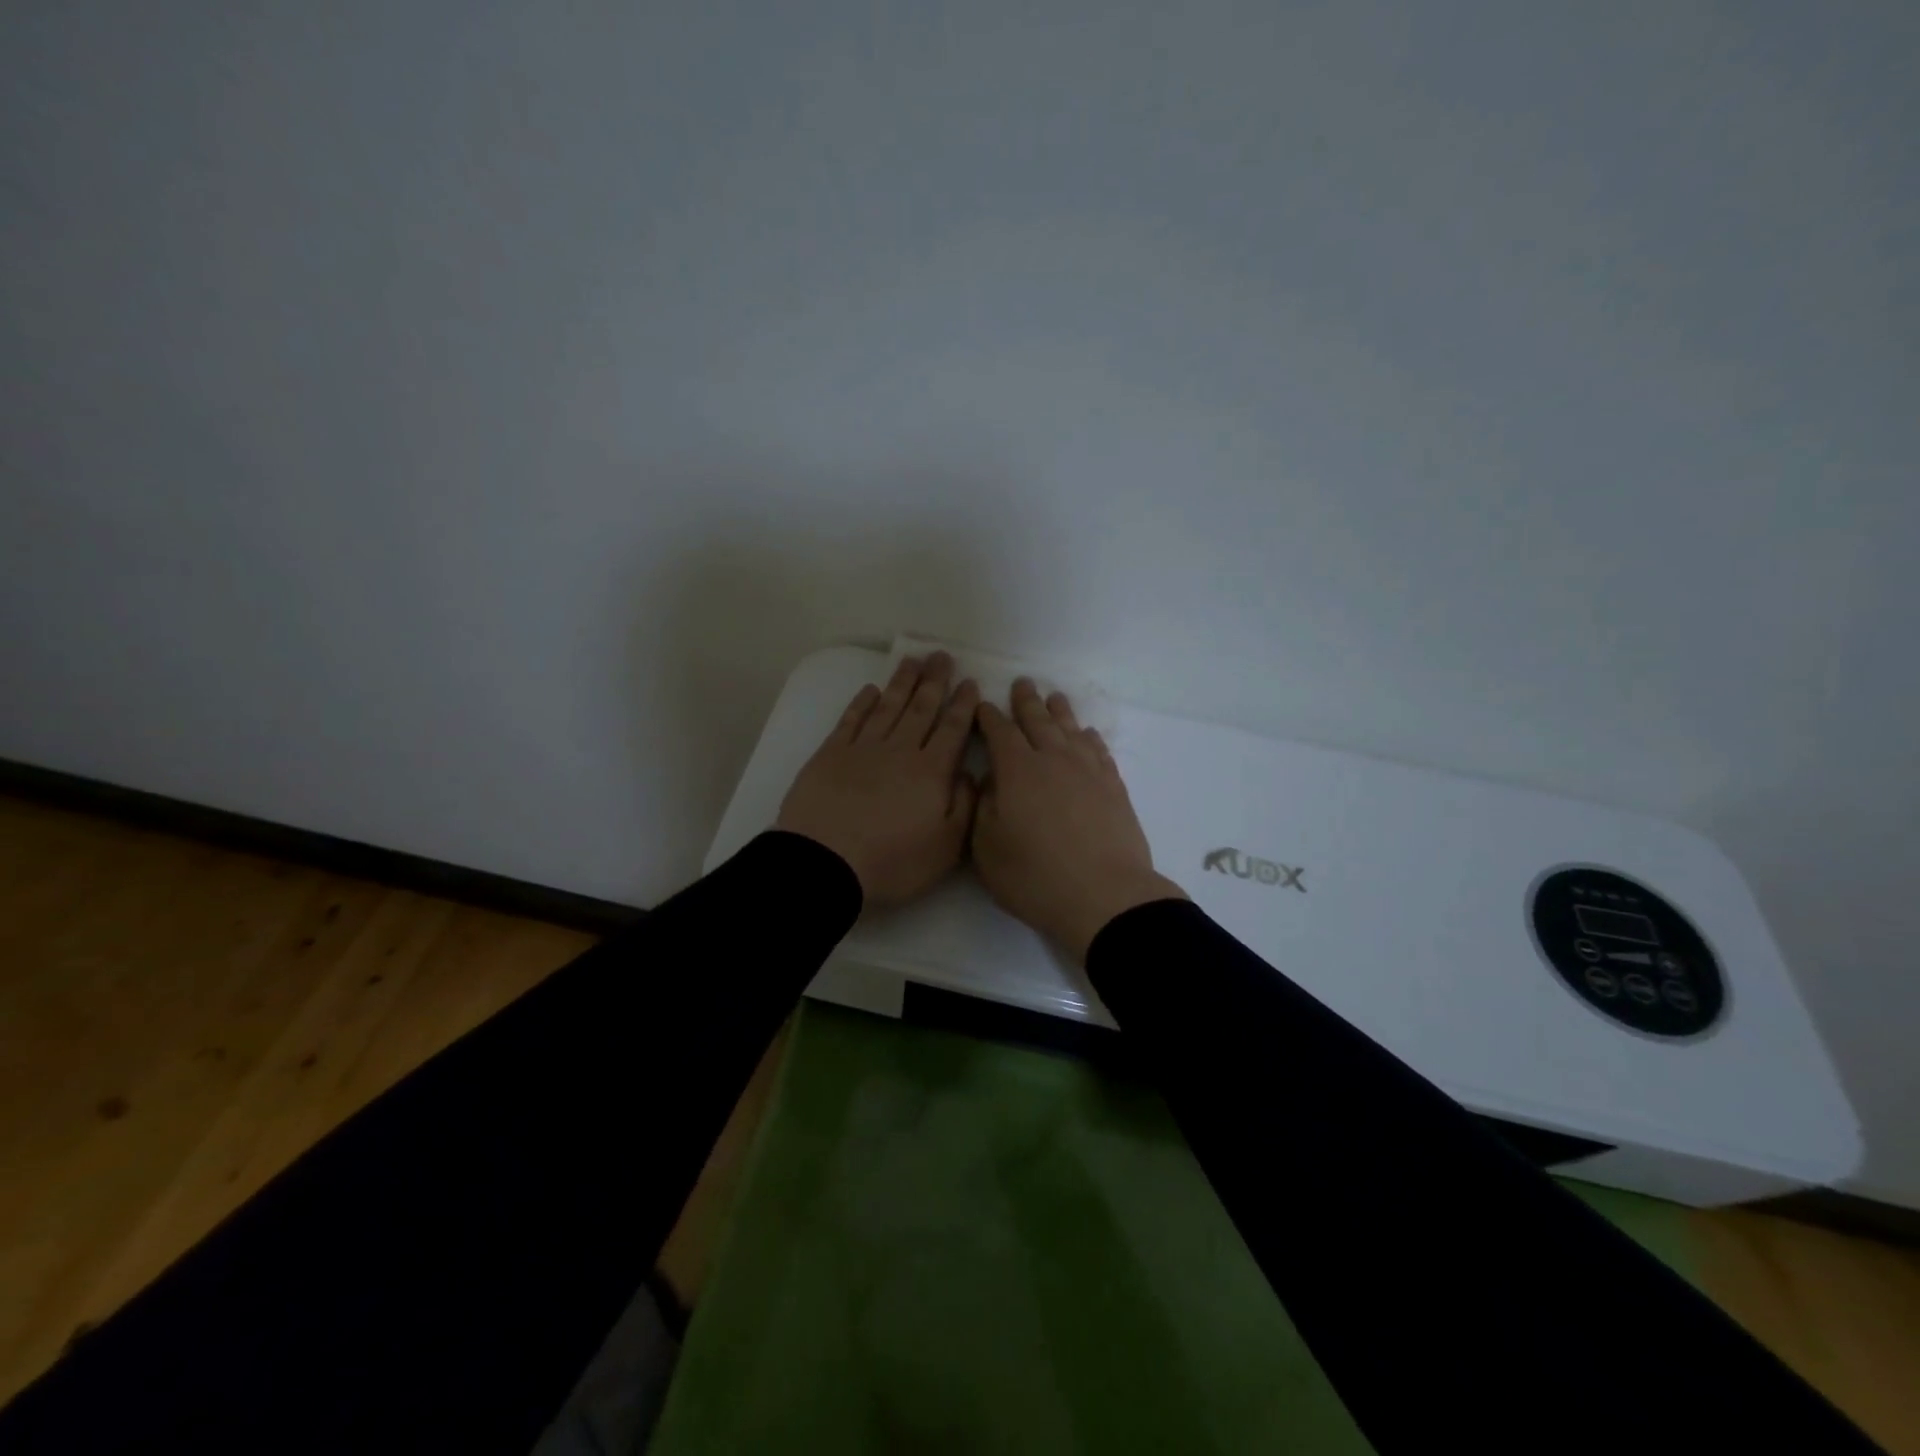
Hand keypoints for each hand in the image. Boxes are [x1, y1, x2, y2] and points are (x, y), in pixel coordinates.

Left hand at [776, 653, 980, 907]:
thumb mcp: (945, 847)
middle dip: (934, 682)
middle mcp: (900, 751)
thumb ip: (964, 806)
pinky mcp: (830, 754)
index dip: (962, 705)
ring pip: (888, 707)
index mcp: (930, 772)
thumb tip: (969, 773)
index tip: (970, 683)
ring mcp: (863, 749)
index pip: (952, 730)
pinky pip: (851, 720)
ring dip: (902, 683)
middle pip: (920, 709)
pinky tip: (870, 690)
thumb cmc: (892, 861)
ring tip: (913, 660)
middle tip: (942, 656)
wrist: (824, 862)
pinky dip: (861, 703)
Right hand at [972, 679, 1186, 962]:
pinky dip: (1089, 738)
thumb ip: (983, 807)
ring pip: (1070, 730)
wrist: (1104, 896)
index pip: (999, 732)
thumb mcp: (987, 848)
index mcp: (1017, 770)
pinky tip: (1087, 735)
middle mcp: (1053, 760)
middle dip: (1026, 702)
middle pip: (1038, 722)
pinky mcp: (1113, 787)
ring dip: (1060, 712)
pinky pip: (1098, 750)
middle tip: (1022, 683)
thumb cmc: (1035, 877)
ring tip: (1054, 698)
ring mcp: (1088, 771)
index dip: (989, 717)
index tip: (982, 705)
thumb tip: (989, 781)